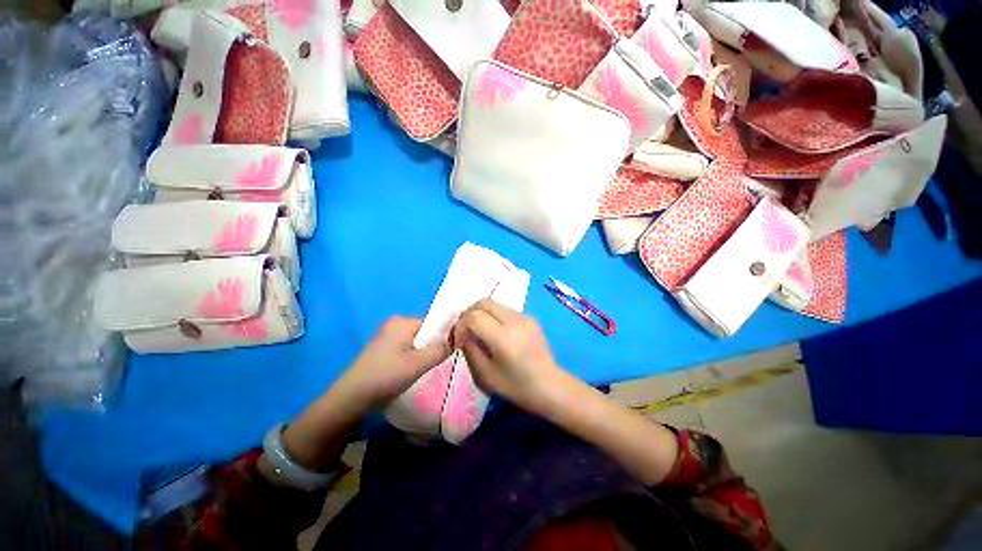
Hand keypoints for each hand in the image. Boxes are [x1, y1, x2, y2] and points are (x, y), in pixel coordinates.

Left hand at [335, 316, 449, 409]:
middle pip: (425, 331)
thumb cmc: (386, 376)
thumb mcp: (419, 363)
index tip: (451, 350)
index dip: (445, 335)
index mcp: (401, 321)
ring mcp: (387, 336)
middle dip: (433, 345)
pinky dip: (413, 357)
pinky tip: (412, 370)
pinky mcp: (383, 348)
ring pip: (417, 341)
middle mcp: (394, 324)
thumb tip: (457, 339)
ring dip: (423, 353)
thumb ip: (441, 349)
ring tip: (424, 368)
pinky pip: (407, 347)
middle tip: (436, 362)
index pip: (433, 322)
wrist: (351, 398)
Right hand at [451, 299, 566, 414]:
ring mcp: (525, 317)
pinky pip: (506, 310)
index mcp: (503, 337)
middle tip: (465, 330)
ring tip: (479, 331)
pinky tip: (496, 333)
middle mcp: (515, 321)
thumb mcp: (485, 376)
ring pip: (495, 304)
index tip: (459, 339)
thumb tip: (464, 335)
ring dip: (482, 314)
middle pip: (484, 302)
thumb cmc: (517, 387)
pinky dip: (494, 317)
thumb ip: (470, 350)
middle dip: (469, 313)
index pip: (474, 316)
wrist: (550, 386)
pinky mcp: (530, 318)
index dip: (461, 325)